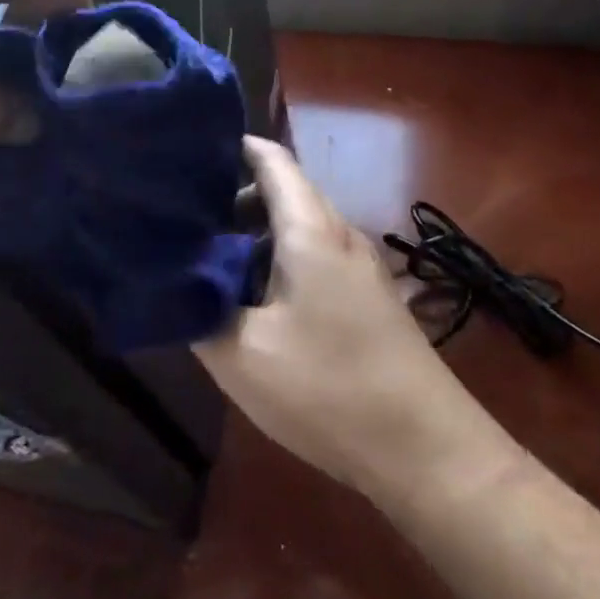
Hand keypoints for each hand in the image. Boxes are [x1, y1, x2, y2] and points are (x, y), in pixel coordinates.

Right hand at [197, 136, 489, 499]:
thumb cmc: (329, 389)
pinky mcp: (368, 301)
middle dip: (232, 196)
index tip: (187, 155)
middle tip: (182, 216)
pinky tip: (252, 299)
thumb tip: (172, 281)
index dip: (232, 148)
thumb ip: (199, 310)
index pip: (272, 160)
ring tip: (208, 258)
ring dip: (254, 235)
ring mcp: (360, 269)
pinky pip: (315, 259)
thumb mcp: (242, 355)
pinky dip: (277, 261)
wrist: (427, 450)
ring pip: (299, 229)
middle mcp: (340, 236)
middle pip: (284, 192)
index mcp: (311, 231)